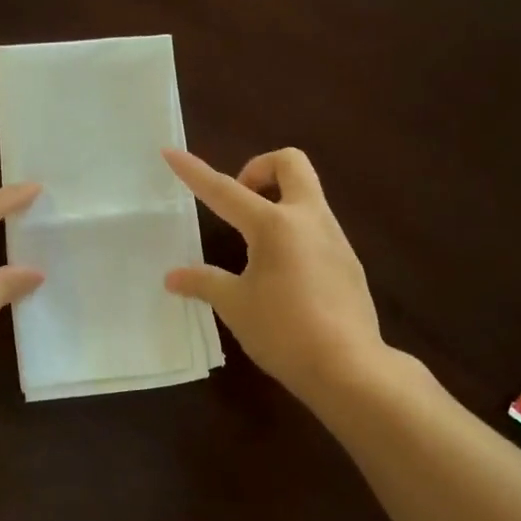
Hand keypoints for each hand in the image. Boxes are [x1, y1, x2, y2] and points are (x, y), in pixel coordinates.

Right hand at [163, 148, 384, 402]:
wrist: (349, 367)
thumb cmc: (284, 332)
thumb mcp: (235, 306)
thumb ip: (204, 283)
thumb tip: (173, 277)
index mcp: (274, 225)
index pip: (225, 190)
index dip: (195, 172)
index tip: (171, 153)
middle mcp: (308, 219)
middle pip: (290, 163)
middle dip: (260, 168)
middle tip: (240, 201)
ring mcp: (334, 237)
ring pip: (307, 194)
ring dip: (278, 201)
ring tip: (254, 246)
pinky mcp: (348, 260)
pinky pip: (317, 226)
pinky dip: (294, 230)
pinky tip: (283, 273)